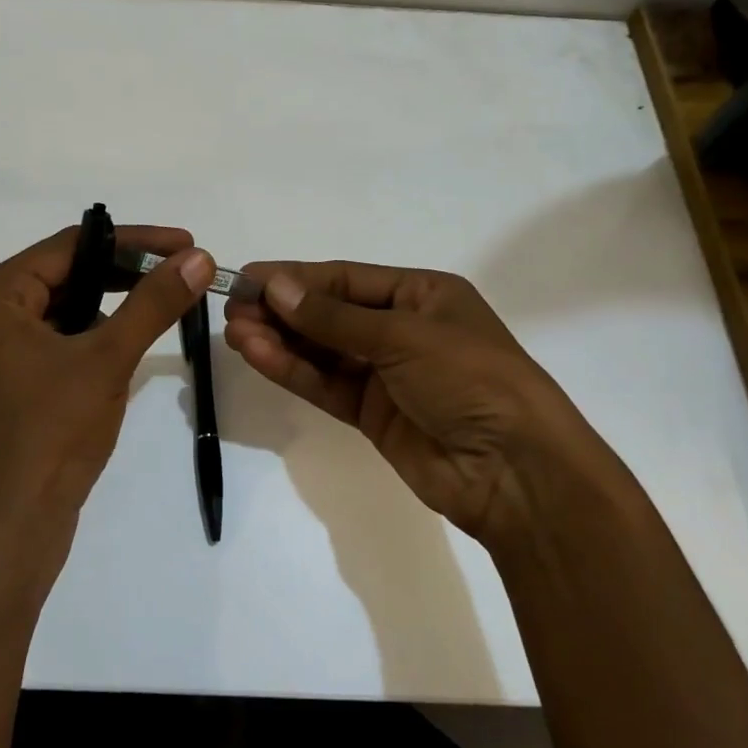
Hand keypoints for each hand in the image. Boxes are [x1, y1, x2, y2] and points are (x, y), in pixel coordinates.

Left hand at [0, 226, 214, 576]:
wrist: (7, 532)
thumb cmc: (50, 434)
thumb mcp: (107, 359)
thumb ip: (154, 303)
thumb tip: (198, 258)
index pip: (71, 246)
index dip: (134, 241)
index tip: (186, 244)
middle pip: (66, 274)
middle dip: (125, 274)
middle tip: (181, 274)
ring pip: (63, 310)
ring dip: (112, 306)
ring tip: (162, 307)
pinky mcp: (6, 385)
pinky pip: (56, 342)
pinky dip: (93, 338)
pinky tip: (126, 348)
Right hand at [224, 262, 607, 548]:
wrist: (515, 471)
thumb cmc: (468, 378)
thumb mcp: (402, 335)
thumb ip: (333, 317)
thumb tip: (275, 287)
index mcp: (422, 294)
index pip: (346, 279)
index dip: (296, 277)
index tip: (249, 277)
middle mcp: (403, 329)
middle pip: (330, 314)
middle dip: (283, 309)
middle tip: (233, 308)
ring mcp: (387, 374)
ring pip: (323, 351)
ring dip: (281, 340)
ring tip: (235, 332)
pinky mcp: (374, 415)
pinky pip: (327, 384)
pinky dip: (294, 371)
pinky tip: (258, 355)